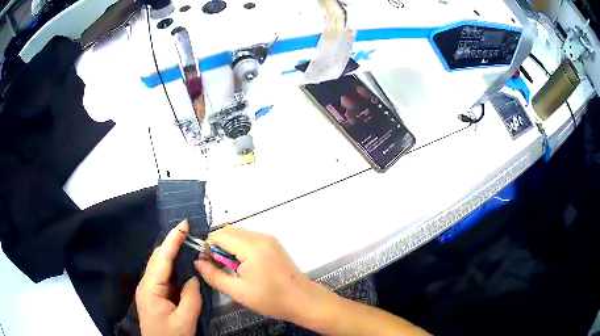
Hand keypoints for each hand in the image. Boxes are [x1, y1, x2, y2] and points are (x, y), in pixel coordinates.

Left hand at [136, 221, 202, 335]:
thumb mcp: (185, 321)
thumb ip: (191, 298)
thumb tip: (194, 279)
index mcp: (151, 288)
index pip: (162, 258)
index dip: (173, 240)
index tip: (184, 224)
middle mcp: (146, 284)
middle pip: (157, 258)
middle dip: (172, 243)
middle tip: (189, 233)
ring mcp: (148, 289)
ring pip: (159, 265)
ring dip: (172, 253)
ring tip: (187, 243)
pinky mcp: (153, 295)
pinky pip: (162, 275)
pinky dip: (172, 266)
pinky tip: (181, 266)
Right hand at [194, 227, 326, 321]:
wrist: (303, 300)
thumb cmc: (271, 299)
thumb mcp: (238, 291)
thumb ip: (214, 275)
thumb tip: (198, 262)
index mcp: (251, 246)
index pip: (219, 235)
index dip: (208, 247)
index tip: (208, 264)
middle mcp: (260, 237)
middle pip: (228, 231)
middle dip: (217, 246)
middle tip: (218, 267)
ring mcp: (269, 239)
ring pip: (239, 234)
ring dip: (229, 246)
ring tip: (231, 268)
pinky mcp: (273, 244)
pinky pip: (249, 238)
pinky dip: (240, 247)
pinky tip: (243, 265)